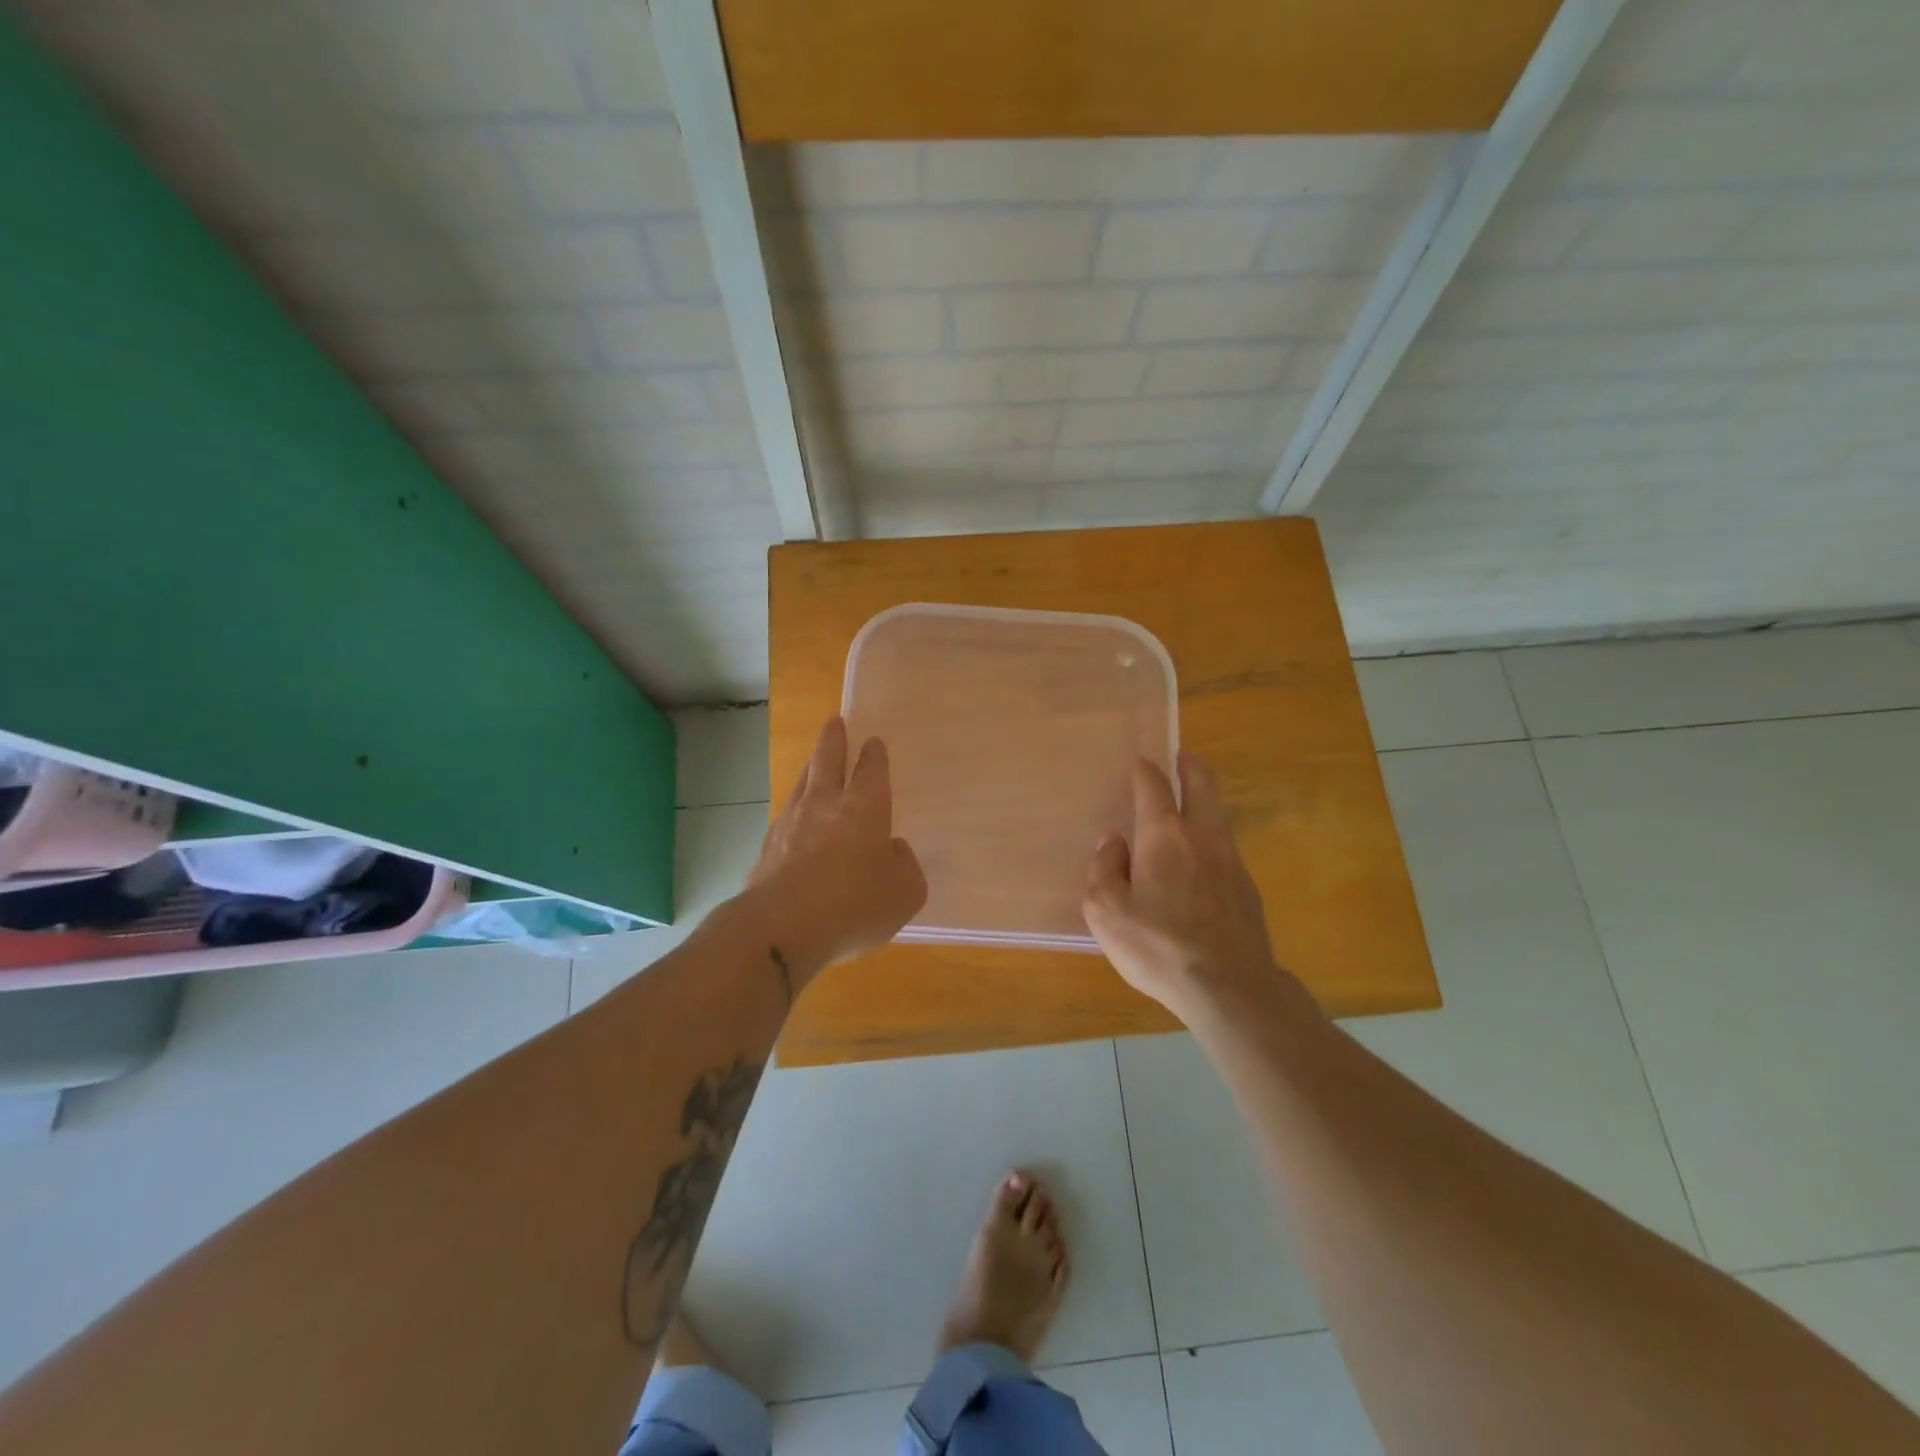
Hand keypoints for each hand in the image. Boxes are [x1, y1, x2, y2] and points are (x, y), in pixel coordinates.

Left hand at [745, 716, 926, 988]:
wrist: (782, 927)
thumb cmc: (855, 904)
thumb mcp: (905, 892)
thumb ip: (905, 866)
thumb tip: (892, 851)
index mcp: (865, 808)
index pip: (872, 771)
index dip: (874, 755)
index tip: (873, 742)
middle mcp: (826, 804)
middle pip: (828, 760)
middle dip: (834, 739)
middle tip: (834, 721)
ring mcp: (791, 823)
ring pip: (803, 782)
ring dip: (811, 766)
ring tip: (814, 759)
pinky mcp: (767, 847)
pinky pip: (785, 816)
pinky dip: (794, 808)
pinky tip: (794, 816)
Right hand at [1083, 752, 1296, 1022]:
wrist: (1229, 988)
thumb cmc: (1158, 946)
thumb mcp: (1105, 911)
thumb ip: (1104, 869)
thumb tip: (1114, 844)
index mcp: (1164, 835)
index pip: (1154, 786)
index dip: (1144, 771)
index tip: (1139, 765)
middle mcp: (1202, 837)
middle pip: (1203, 785)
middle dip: (1191, 766)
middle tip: (1182, 757)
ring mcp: (1232, 862)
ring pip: (1219, 816)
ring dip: (1205, 801)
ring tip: (1190, 805)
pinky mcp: (1248, 890)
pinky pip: (1226, 850)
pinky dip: (1212, 841)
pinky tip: (1201, 863)